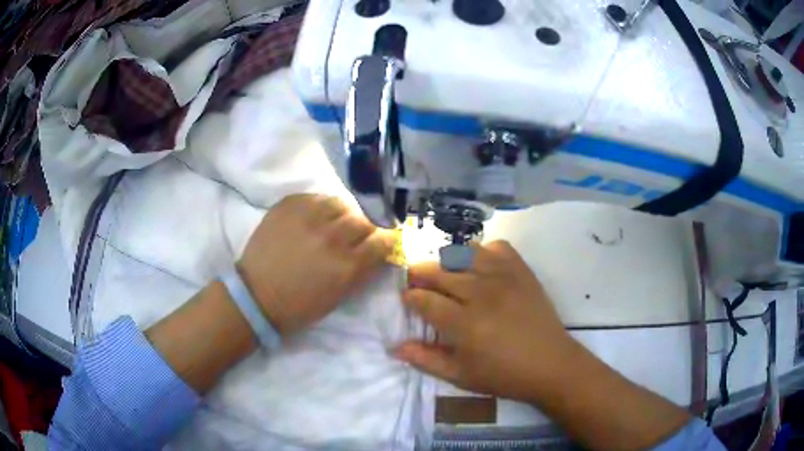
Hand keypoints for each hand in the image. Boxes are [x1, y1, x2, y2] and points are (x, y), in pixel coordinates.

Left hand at [238, 194, 395, 335]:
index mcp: (347, 264)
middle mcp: (332, 236)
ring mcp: (308, 217)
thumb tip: (379, 252)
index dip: (388, 240)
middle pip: (364, 219)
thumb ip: (362, 271)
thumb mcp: (339, 296)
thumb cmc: (300, 305)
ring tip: (333, 223)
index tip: (384, 241)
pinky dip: (319, 206)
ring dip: (343, 214)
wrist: (256, 295)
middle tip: (355, 236)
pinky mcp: (288, 205)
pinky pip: (315, 197)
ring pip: (341, 203)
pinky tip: (312, 218)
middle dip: (365, 228)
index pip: (384, 240)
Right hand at [394, 241, 580, 402]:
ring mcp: (503, 277)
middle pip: (438, 271)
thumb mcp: (460, 376)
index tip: (408, 299)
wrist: (551, 364)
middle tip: (418, 282)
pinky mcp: (521, 270)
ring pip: (463, 253)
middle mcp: (481, 293)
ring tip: (445, 272)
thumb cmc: (503, 375)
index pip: (424, 299)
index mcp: (464, 324)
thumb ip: (425, 360)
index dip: (410, 297)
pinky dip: (482, 252)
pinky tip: (480, 267)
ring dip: (447, 260)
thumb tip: (394, 346)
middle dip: (420, 274)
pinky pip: (496, 247)